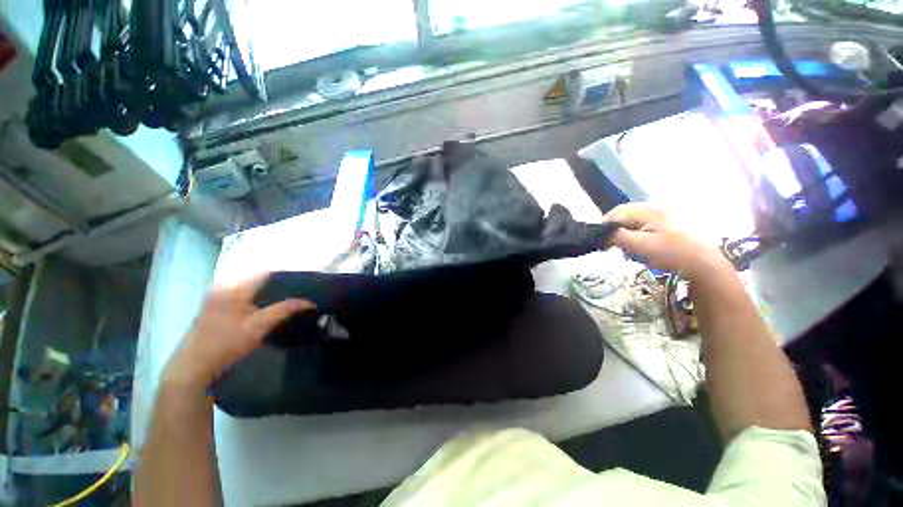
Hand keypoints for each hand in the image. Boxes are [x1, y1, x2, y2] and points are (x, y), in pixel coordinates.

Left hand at [164, 273, 313, 388]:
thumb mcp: (259, 327)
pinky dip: (255, 299)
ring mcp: (216, 296)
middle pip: (257, 279)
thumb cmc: (226, 344)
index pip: (266, 273)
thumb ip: (284, 310)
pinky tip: (264, 309)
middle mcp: (223, 286)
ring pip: (250, 288)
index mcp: (234, 288)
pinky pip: (241, 295)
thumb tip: (308, 302)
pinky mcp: (213, 305)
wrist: (192, 366)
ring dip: (267, 293)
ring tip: (285, 301)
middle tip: (297, 294)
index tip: (303, 283)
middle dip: (278, 285)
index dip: (286, 276)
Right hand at [604, 203, 727, 279]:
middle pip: (625, 214)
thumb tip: (601, 233)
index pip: (616, 213)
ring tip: (622, 246)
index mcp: (647, 211)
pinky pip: (644, 224)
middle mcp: (654, 209)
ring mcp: (663, 215)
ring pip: (634, 219)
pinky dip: (635, 233)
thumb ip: (617, 237)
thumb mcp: (640, 246)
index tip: (599, 240)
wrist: (704, 263)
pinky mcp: (669, 223)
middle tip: (609, 243)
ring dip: (624, 230)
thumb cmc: (671, 253)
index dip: (604, 225)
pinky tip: (638, 245)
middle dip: (613, 227)